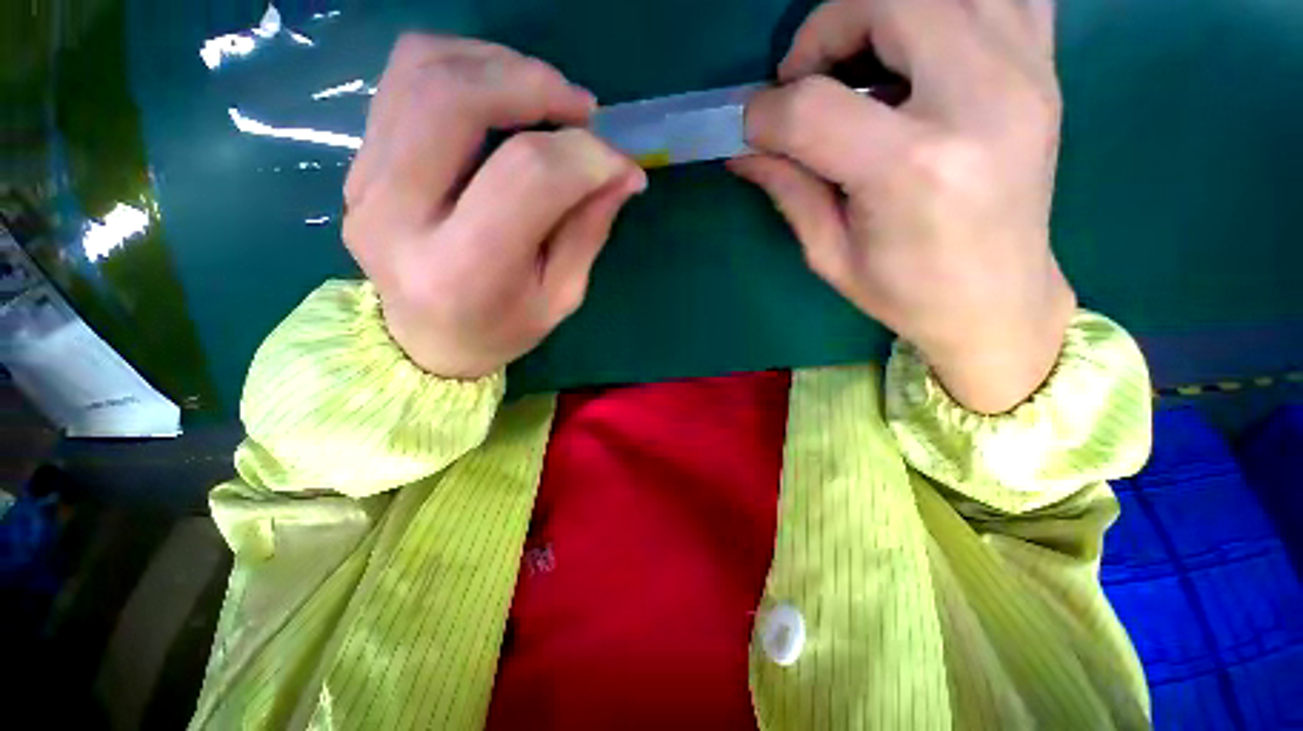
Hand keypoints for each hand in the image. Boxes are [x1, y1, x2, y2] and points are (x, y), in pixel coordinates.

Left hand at [343, 35, 645, 378]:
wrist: (424, 343)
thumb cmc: (502, 329)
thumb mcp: (559, 296)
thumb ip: (587, 231)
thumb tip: (621, 172)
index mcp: (463, 269)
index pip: (528, 178)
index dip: (585, 157)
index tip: (620, 163)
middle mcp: (400, 218)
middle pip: (456, 102)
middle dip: (534, 85)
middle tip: (581, 108)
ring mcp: (366, 184)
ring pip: (422, 72)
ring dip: (497, 65)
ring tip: (544, 93)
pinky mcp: (358, 165)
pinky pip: (402, 80)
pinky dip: (460, 65)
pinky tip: (498, 91)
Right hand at [730, 0, 1075, 412]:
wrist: (998, 301)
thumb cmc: (906, 292)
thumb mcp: (829, 254)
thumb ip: (788, 189)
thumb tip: (744, 148)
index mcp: (912, 169)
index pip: (814, 108)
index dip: (767, 114)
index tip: (754, 131)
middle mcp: (979, 101)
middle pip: (889, 3)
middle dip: (826, 29)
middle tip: (809, 81)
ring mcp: (1026, 75)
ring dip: (884, 12)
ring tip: (863, 63)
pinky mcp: (1046, 70)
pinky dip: (950, 6)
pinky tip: (923, 47)